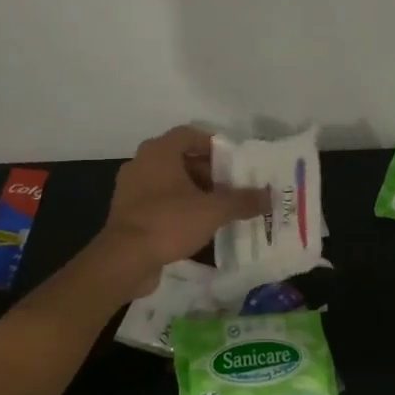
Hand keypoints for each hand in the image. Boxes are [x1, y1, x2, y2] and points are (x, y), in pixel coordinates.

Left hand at [91, 126, 269, 296]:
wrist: (124, 260)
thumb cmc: (169, 222)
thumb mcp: (214, 210)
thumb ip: (243, 200)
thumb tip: (270, 196)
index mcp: (159, 152)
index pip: (190, 134)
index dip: (215, 145)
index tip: (236, 162)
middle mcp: (142, 164)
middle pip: (182, 159)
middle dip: (210, 172)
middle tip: (234, 187)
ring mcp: (132, 190)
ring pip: (171, 183)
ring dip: (196, 192)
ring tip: (222, 208)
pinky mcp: (129, 214)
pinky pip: (161, 203)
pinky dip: (180, 209)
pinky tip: (201, 226)